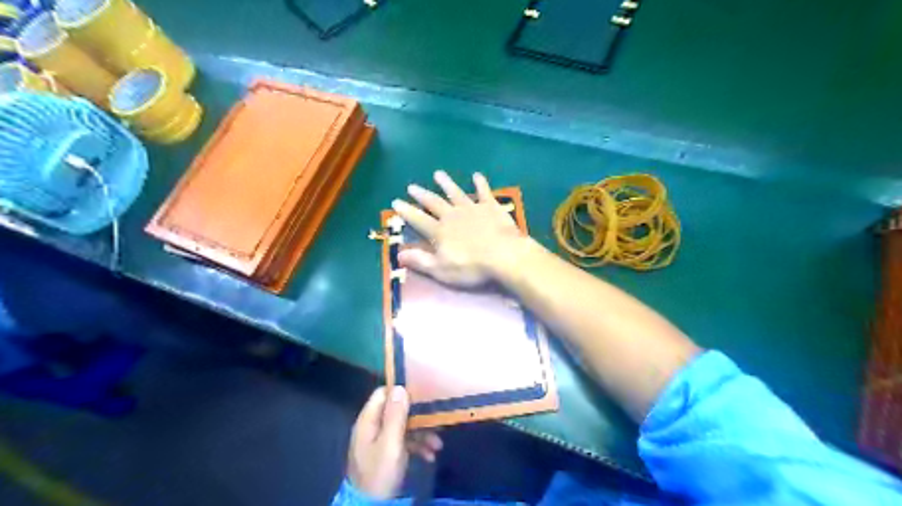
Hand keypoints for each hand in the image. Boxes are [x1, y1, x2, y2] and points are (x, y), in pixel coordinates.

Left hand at [346, 388, 443, 498]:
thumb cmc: (380, 471)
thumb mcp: (390, 443)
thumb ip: (395, 415)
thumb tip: (401, 387)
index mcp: (369, 420)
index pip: (383, 393)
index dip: (400, 391)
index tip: (420, 393)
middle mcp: (373, 427)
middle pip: (396, 411)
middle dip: (418, 416)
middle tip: (436, 419)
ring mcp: (379, 441)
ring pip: (403, 427)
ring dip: (421, 433)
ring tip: (437, 445)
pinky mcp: (386, 454)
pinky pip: (404, 442)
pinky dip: (417, 446)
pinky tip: (430, 455)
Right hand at [392, 171, 525, 286]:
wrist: (504, 256)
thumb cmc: (472, 267)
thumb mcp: (442, 270)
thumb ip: (420, 261)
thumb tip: (398, 254)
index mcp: (439, 231)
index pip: (418, 219)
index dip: (406, 211)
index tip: (395, 202)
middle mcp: (452, 215)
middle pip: (434, 202)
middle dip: (422, 194)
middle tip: (412, 186)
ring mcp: (472, 209)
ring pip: (455, 193)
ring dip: (446, 183)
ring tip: (438, 174)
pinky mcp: (491, 207)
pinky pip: (484, 192)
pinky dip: (480, 183)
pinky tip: (477, 175)